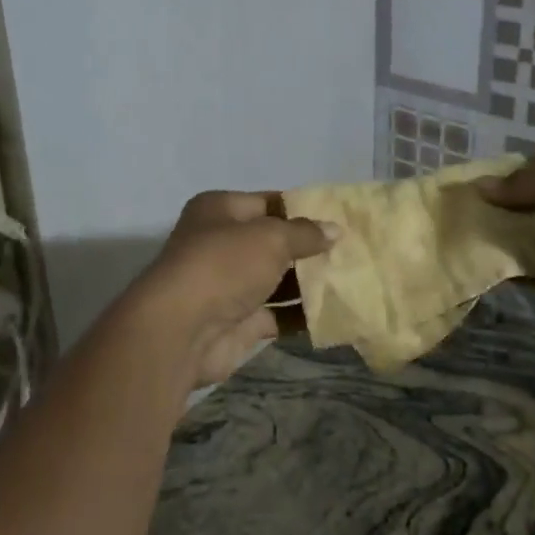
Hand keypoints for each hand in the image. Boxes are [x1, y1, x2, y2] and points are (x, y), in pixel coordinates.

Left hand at [123, 191, 337, 388]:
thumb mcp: (271, 237)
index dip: (303, 209)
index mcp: (220, 210)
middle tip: (353, 250)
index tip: (340, 218)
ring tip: (352, 279)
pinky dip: (302, 314)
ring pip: (277, 279)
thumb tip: (335, 230)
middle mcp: (221, 243)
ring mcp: (229, 285)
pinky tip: (336, 311)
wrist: (181, 331)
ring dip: (309, 282)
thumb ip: (305, 234)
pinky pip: (278, 314)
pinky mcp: (238, 322)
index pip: (269, 203)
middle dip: (310, 247)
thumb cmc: (224, 266)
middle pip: (274, 242)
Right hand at [476, 144, 534, 315]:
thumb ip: (516, 183)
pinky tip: (480, 268)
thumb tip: (479, 187)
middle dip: (499, 211)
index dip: (505, 179)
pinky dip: (511, 272)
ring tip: (460, 242)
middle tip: (458, 217)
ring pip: (529, 238)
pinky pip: (534, 272)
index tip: (472, 189)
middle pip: (530, 205)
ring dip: (501, 241)